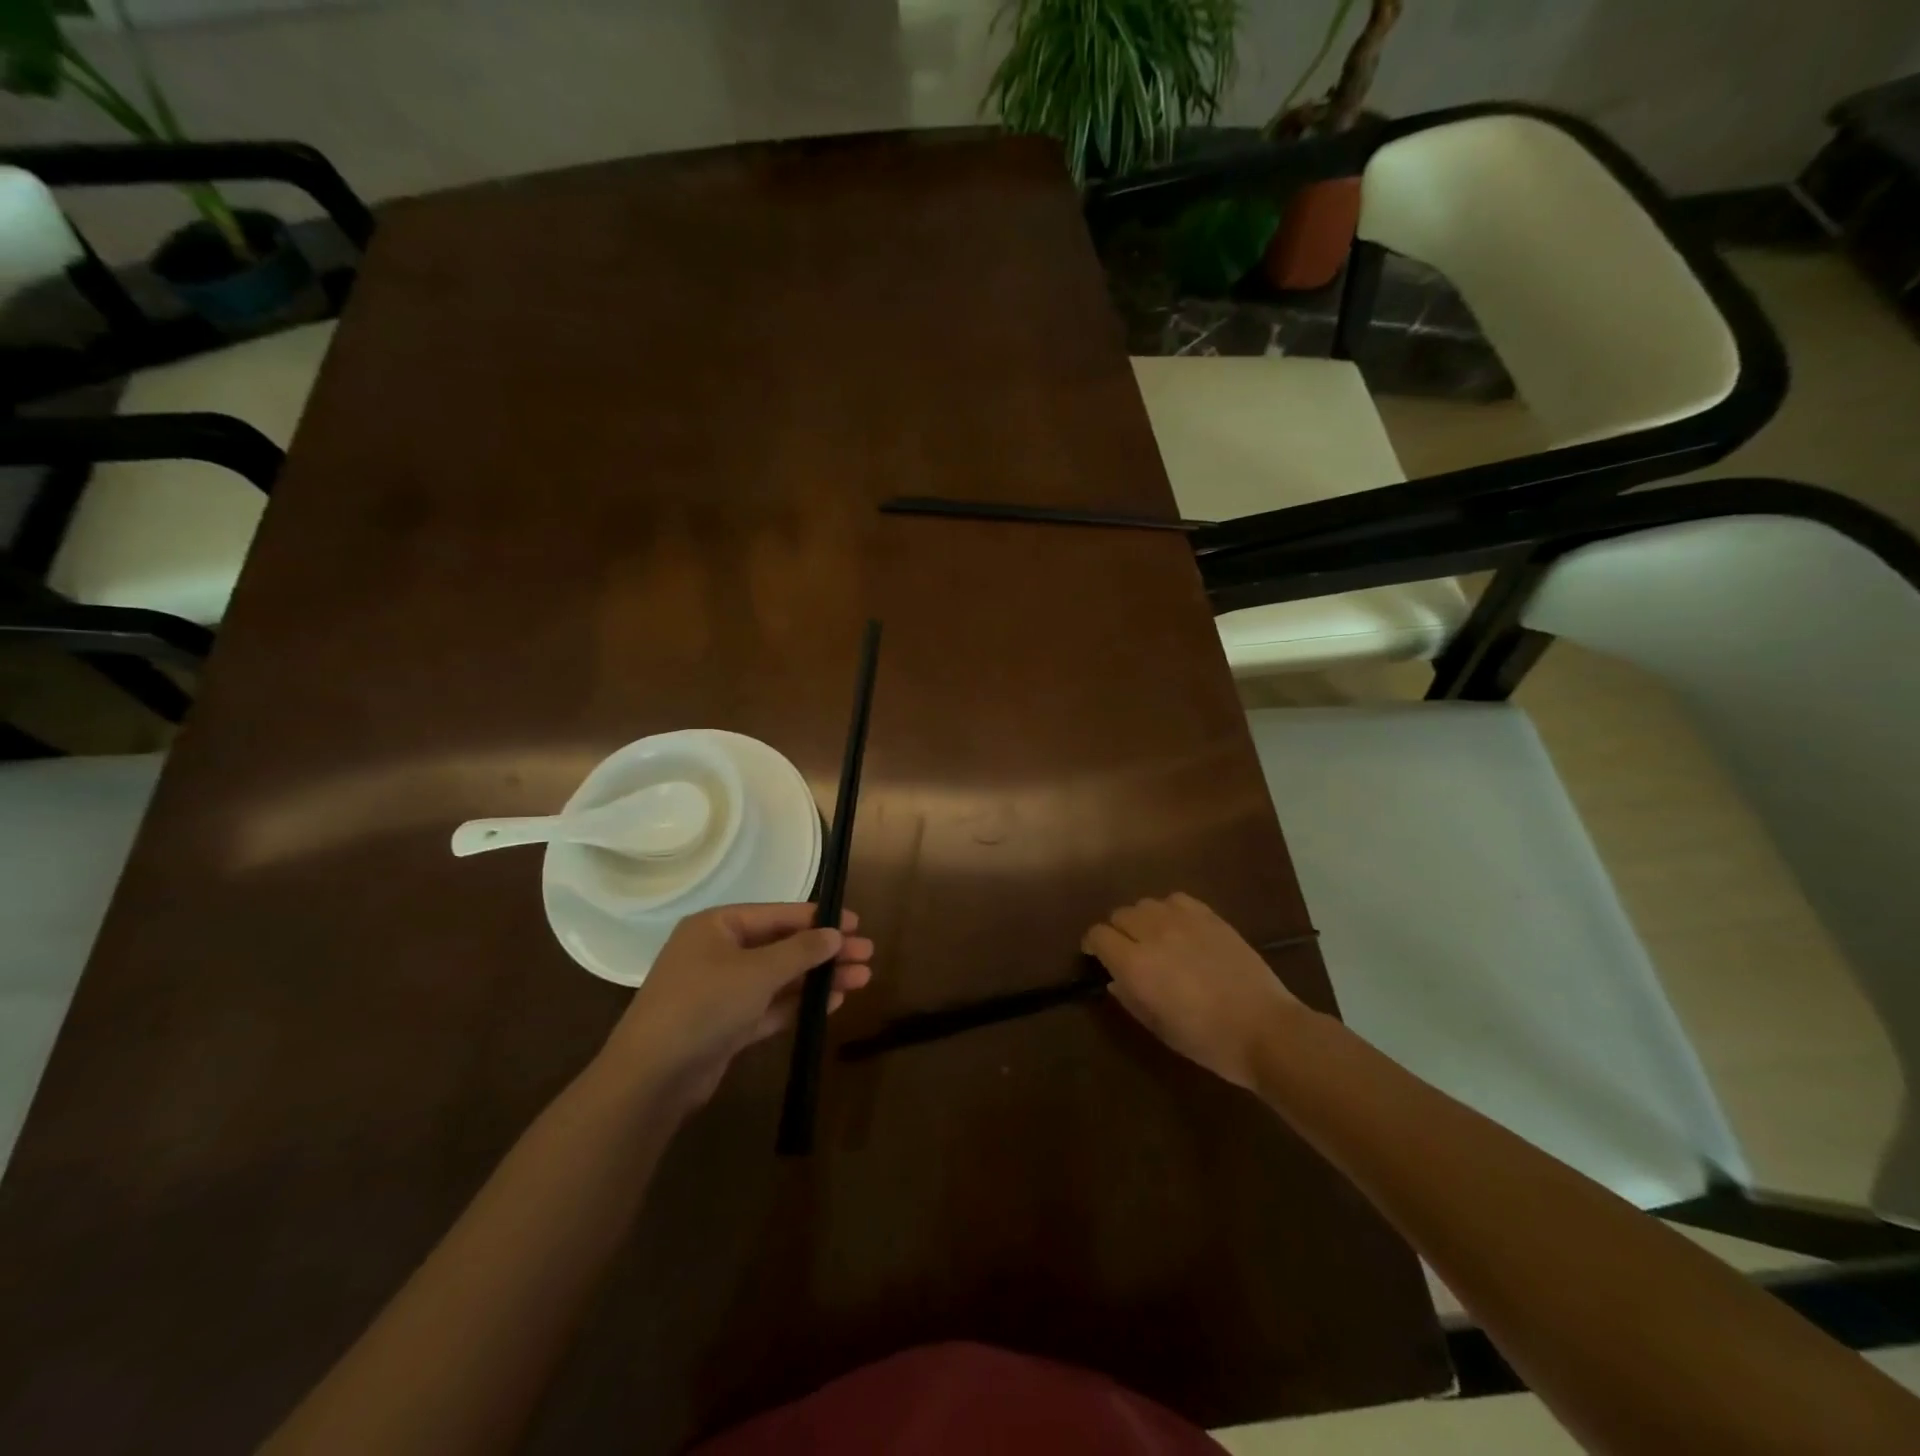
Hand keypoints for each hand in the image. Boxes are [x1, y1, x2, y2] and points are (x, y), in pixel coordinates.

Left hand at [599, 903, 873, 1107]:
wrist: (652, 1077)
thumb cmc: (704, 1005)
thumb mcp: (757, 971)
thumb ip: (800, 950)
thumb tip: (835, 933)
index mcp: (717, 926)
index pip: (778, 914)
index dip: (818, 918)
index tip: (856, 922)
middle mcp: (718, 953)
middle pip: (782, 946)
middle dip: (825, 952)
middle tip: (867, 954)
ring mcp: (722, 991)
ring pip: (780, 978)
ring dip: (818, 978)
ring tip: (862, 978)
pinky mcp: (727, 1026)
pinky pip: (771, 1006)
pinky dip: (800, 1003)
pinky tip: (834, 1001)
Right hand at [1082, 892, 1307, 1089]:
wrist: (1266, 1029)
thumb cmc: (1208, 1040)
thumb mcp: (1159, 1028)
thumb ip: (1130, 999)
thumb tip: (1115, 980)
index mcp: (1136, 965)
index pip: (1098, 935)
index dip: (1093, 945)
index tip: (1096, 957)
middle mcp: (1154, 934)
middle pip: (1119, 915)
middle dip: (1117, 932)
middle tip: (1127, 952)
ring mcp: (1184, 921)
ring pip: (1145, 904)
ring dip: (1142, 919)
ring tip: (1153, 938)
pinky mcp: (1210, 916)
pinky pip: (1176, 900)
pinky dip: (1169, 910)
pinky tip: (1179, 929)